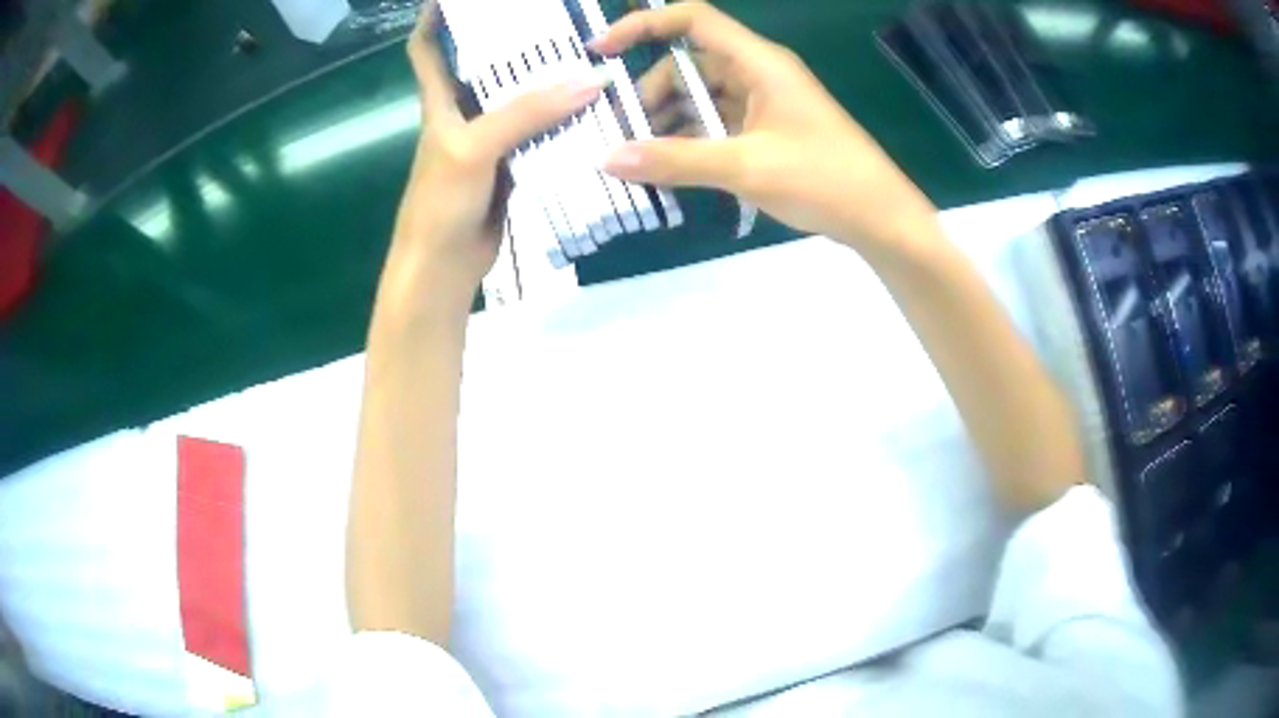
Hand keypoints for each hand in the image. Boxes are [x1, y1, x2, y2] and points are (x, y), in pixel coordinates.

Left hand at [380, 3, 607, 313]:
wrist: (445, 268)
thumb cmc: (440, 204)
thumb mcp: (474, 149)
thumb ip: (526, 113)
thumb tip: (591, 80)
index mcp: (441, 102)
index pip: (427, 48)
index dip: (435, 18)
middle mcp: (465, 113)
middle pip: (486, 64)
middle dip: (513, 38)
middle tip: (556, 18)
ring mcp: (492, 139)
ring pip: (521, 98)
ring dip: (548, 78)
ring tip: (589, 52)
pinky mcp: (516, 164)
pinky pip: (543, 132)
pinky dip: (565, 120)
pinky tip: (596, 108)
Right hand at [594, 3, 938, 253]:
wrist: (880, 218)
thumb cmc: (824, 180)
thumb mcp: (745, 168)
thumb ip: (675, 160)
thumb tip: (607, 158)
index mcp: (759, 62)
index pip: (693, 19)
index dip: (643, 25)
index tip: (600, 51)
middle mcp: (759, 73)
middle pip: (689, 63)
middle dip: (651, 92)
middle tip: (621, 132)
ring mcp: (764, 102)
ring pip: (701, 95)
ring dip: (669, 119)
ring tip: (639, 156)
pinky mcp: (768, 129)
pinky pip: (718, 121)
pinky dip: (692, 138)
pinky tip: (670, 166)